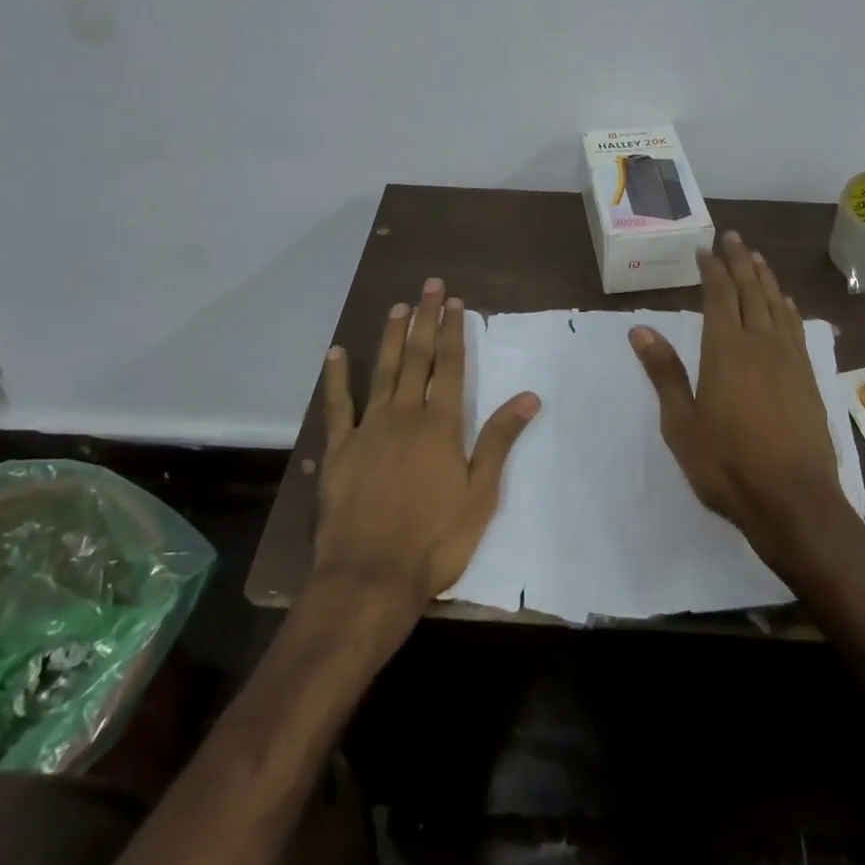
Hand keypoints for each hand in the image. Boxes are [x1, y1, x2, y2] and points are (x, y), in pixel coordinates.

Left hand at [313, 277, 540, 607]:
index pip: (449, 366)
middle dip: (425, 319)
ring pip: (382, 371)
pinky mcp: (339, 450)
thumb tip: (528, 396)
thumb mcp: (481, 495)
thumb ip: (499, 441)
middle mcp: (404, 415)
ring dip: (391, 337)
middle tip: (429, 286)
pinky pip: (338, 406)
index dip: (452, 331)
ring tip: (397, 307)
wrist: (369, 578)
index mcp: (440, 425)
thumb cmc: (434, 541)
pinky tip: (336, 354)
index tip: (455, 302)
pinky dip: (337, 378)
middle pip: (417, 358)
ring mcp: (368, 429)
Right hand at [628, 232, 841, 562]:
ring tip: (757, 258)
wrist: (794, 501)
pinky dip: (788, 308)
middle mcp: (760, 344)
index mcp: (725, 350)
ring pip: (776, 305)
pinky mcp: (808, 378)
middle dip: (740, 261)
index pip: (718, 296)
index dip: (712, 268)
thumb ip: (664, 372)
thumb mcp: (681, 423)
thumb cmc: (727, 464)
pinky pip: (796, 329)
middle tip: (733, 237)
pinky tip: (786, 303)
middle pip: (750, 291)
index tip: (705, 248)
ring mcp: (789, 360)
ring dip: (765, 278)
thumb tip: (640, 329)